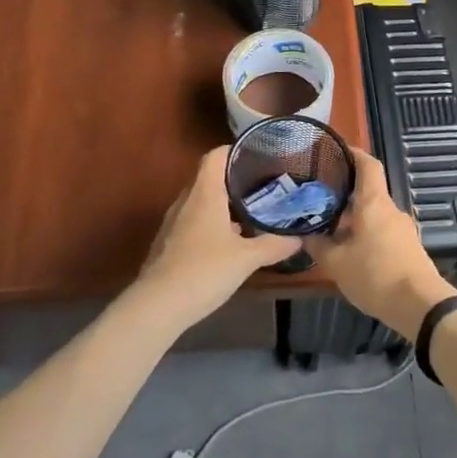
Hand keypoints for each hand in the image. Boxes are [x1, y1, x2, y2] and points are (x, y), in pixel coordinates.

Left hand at [133, 147, 301, 324]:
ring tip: (249, 216)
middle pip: (208, 179)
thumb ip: (274, 245)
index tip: (257, 157)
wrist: (158, 306)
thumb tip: (298, 238)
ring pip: (200, 203)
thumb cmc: (204, 271)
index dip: (234, 151)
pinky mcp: (168, 244)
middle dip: (233, 181)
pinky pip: (192, 223)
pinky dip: (210, 225)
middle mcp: (185, 201)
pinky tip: (228, 244)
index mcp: (204, 194)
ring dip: (222, 205)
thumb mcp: (247, 259)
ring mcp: (173, 223)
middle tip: (261, 188)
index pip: (215, 157)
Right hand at [308, 148, 456, 337]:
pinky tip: (350, 249)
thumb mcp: (337, 263)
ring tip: (330, 227)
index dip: (354, 153)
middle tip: (319, 197)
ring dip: (354, 217)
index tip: (336, 150)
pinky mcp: (408, 248)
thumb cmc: (375, 275)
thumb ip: (318, 246)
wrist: (420, 306)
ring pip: (374, 214)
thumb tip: (304, 234)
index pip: (368, 165)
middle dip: (345, 193)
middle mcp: (391, 210)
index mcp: (374, 203)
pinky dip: (366, 233)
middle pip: (368, 192)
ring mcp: (403, 229)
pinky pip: (383, 231)